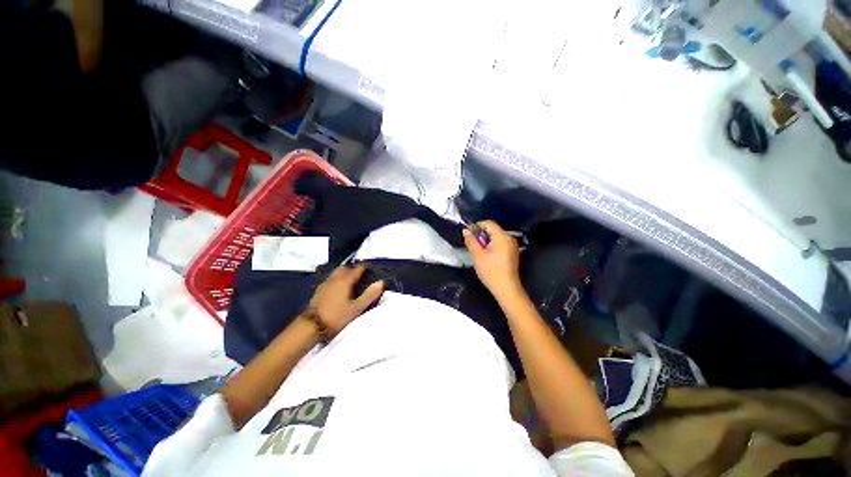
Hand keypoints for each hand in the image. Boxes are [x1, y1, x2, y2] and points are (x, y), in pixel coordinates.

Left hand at [306, 264, 384, 334]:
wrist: (310, 326)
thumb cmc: (336, 316)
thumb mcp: (356, 308)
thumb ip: (369, 295)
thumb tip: (381, 282)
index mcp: (345, 280)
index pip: (357, 268)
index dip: (365, 267)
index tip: (371, 270)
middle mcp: (335, 278)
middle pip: (345, 268)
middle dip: (353, 269)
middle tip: (361, 275)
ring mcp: (325, 284)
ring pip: (337, 273)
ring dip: (344, 274)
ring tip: (351, 282)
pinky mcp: (318, 291)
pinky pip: (331, 280)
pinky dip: (337, 280)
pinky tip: (338, 289)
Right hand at [463, 220, 521, 298]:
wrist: (506, 289)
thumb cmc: (491, 271)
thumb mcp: (477, 255)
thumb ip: (471, 241)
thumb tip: (466, 231)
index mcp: (502, 237)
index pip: (489, 223)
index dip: (477, 226)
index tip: (468, 234)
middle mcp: (509, 238)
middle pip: (493, 230)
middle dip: (480, 235)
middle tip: (471, 244)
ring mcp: (512, 246)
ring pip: (496, 237)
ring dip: (485, 241)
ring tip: (477, 251)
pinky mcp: (512, 253)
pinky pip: (500, 244)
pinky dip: (491, 246)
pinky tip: (486, 256)